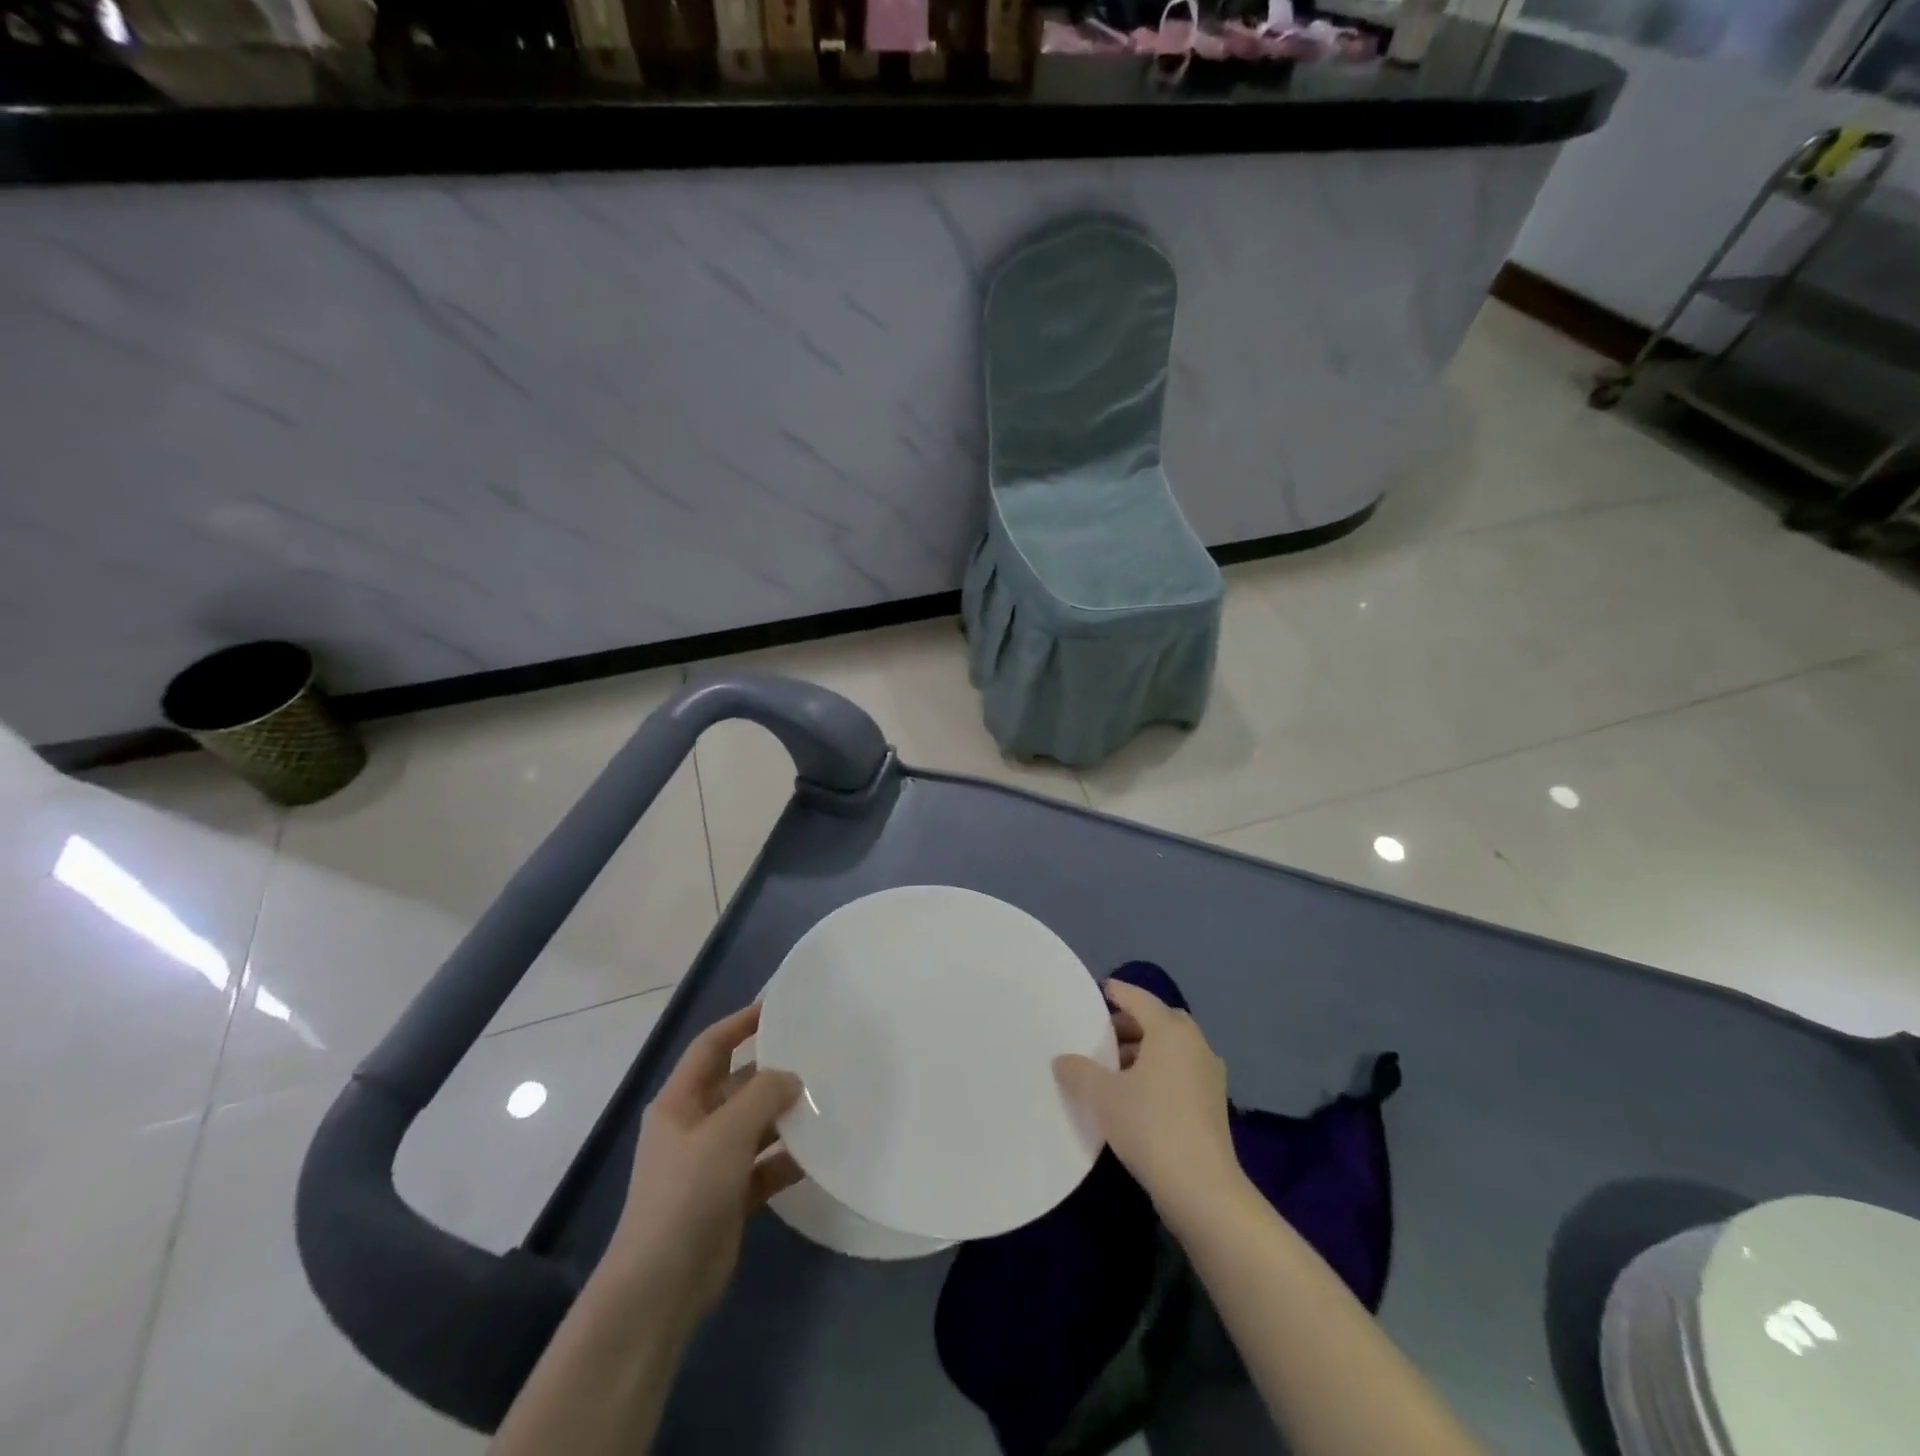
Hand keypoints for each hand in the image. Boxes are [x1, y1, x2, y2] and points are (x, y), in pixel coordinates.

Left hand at [609, 1004, 803, 1322]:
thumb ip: (763, 1095)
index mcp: (680, 1102)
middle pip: (738, 1085)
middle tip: (818, 1056)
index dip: (741, 1023)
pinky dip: (788, 1158)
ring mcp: (712, 1164)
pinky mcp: (730, 1197)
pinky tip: (820, 1152)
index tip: (778, 1008)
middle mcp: (694, 1126)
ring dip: (785, 1116)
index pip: (711, 1046)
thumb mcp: (726, 1133)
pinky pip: (765, 1165)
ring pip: (755, 1125)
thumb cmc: (686, 1194)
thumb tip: (792, 1077)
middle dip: (773, 1072)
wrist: (660, 1288)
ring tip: (827, 1100)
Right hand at [1054, 979, 1241, 1224]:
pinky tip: (1136, 1094)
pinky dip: (1159, 1071)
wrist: (1202, 1189)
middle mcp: (1195, 1044)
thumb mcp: (1103, 1096)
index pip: (1140, 999)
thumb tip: (1062, 1059)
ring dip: (1145, 1050)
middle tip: (1102, 1033)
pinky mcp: (1213, 1104)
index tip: (1101, 990)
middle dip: (1131, 1024)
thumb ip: (1079, 1071)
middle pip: (1160, 1021)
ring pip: (1171, 1049)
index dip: (1118, 993)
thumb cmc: (1150, 1126)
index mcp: (1171, 1031)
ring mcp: (1209, 1075)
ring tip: (1113, 1067)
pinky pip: (1180, 1071)